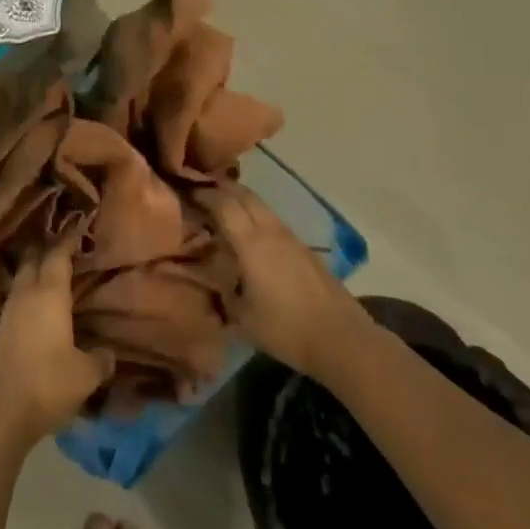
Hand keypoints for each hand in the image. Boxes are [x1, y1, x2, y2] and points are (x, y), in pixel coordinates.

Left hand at [0, 238, 113, 445]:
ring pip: (22, 278)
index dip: (67, 240)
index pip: (57, 256)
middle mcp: (26, 294)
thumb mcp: (85, 375)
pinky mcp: (0, 330)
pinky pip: (17, 298)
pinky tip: (39, 304)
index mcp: (49, 294)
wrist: (0, 410)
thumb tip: (107, 353)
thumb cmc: (47, 383)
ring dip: (35, 270)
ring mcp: (9, 311)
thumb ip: (99, 360)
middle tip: (63, 243)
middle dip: (46, 248)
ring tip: (52, 271)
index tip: (77, 227)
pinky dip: (28, 292)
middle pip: (33, 260)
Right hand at [204, 184, 364, 376]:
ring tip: (225, 210)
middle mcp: (271, 231)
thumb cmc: (287, 329)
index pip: (223, 203)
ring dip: (241, 201)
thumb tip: (217, 282)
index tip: (186, 192)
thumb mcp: (244, 318)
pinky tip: (253, 237)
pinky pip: (275, 222)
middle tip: (201, 191)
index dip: (203, 194)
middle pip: (244, 194)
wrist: (343, 340)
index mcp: (251, 243)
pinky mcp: (307, 250)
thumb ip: (226, 294)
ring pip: (262, 206)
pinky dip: (257, 218)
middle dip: (222, 188)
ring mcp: (292, 238)